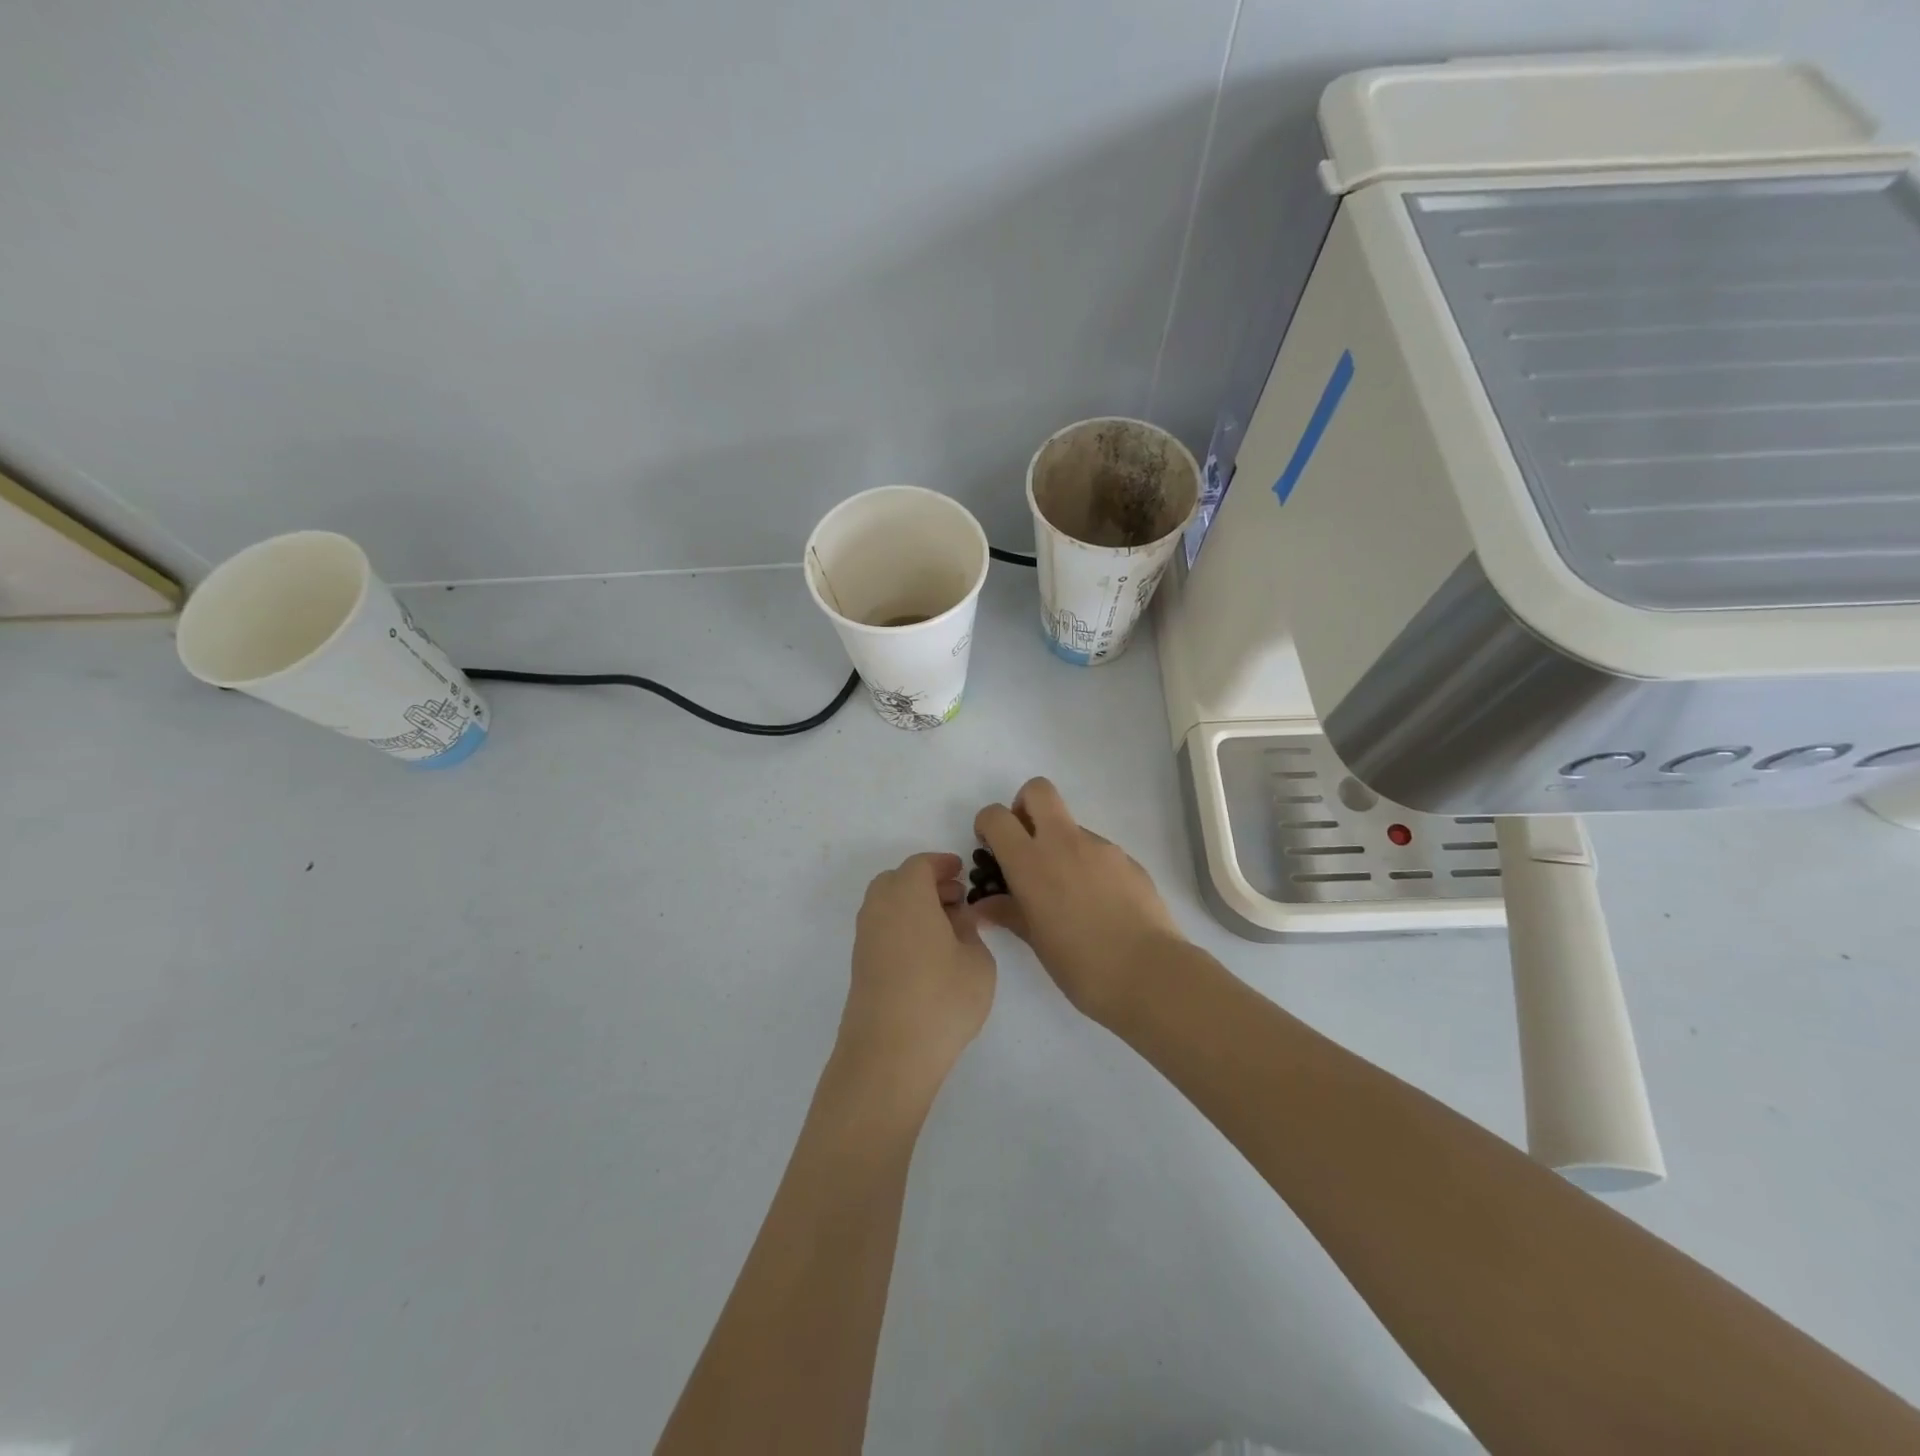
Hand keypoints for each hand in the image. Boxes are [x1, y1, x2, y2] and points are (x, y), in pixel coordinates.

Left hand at [829, 853, 995, 1123]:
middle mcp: (879, 908)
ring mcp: (865, 938)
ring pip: (887, 904)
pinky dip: (903, 927)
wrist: (888, 1055)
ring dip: (914, 905)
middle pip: (898, 880)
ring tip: (946, 928)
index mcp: (907, 895)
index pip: (921, 864)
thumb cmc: (941, 999)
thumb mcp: (977, 962)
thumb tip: (958, 919)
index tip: (962, 872)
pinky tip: (928, 953)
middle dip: (927, 883)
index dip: (942, 864)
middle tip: (956, 899)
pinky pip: (882, 929)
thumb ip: (970, 931)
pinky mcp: (860, 965)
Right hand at [973, 778, 1182, 1023]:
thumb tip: (985, 905)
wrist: (1150, 974)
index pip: (997, 817)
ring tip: (1068, 894)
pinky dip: (1088, 865)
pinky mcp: (1128, 859)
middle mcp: (1064, 843)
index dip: (988, 826)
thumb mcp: (1035, 941)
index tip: (991, 850)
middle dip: (1025, 806)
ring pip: (1070, 825)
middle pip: (1038, 791)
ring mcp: (1100, 847)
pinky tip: (1097, 904)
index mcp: (1031, 862)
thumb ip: (1008, 913)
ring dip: (1060, 844)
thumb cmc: (1081, 965)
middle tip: (1026, 844)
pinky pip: (1097, 851)